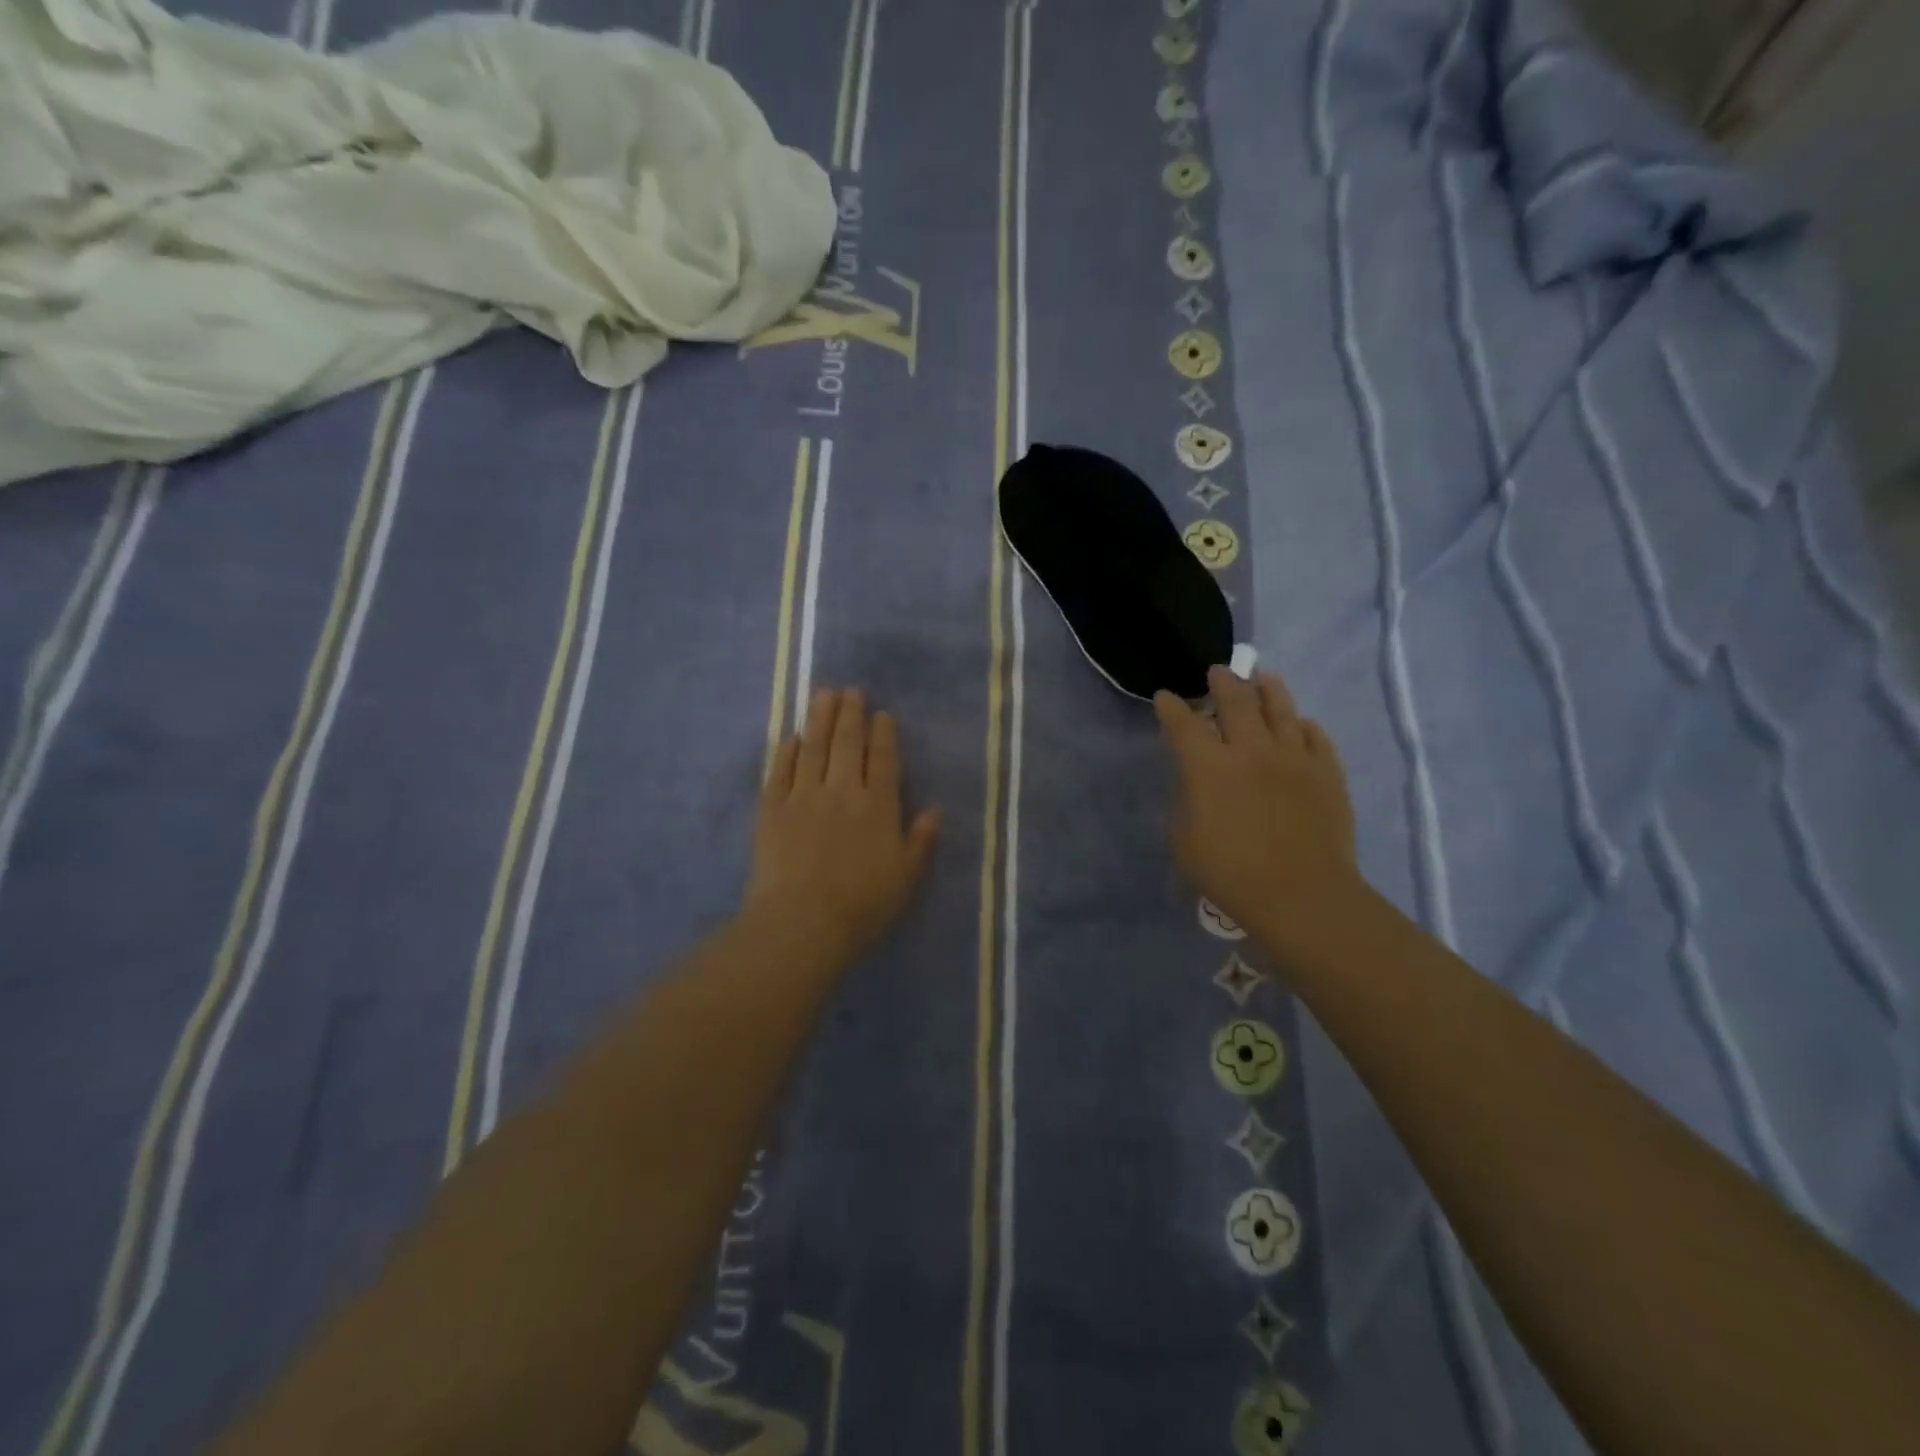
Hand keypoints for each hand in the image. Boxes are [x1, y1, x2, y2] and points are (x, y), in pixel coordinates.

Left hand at [745, 688, 939, 960]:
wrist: (802, 922)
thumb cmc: (862, 905)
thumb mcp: (906, 878)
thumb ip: (921, 841)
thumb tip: (933, 810)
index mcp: (878, 806)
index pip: (883, 759)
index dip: (882, 734)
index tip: (880, 714)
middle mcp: (842, 790)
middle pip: (846, 743)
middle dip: (850, 713)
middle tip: (850, 691)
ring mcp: (803, 796)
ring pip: (813, 747)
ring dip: (819, 718)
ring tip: (823, 694)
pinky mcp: (771, 809)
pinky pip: (780, 771)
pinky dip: (787, 751)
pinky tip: (791, 737)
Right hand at [1154, 666, 1358, 936]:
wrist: (1302, 896)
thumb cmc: (1231, 874)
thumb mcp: (1184, 843)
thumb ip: (1187, 805)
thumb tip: (1198, 788)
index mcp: (1208, 767)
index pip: (1183, 723)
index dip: (1170, 707)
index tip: (1165, 698)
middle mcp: (1251, 750)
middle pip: (1236, 701)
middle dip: (1222, 682)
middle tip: (1218, 672)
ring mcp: (1294, 757)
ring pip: (1281, 708)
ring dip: (1267, 688)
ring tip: (1262, 678)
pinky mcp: (1327, 772)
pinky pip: (1316, 737)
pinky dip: (1304, 726)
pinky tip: (1301, 725)